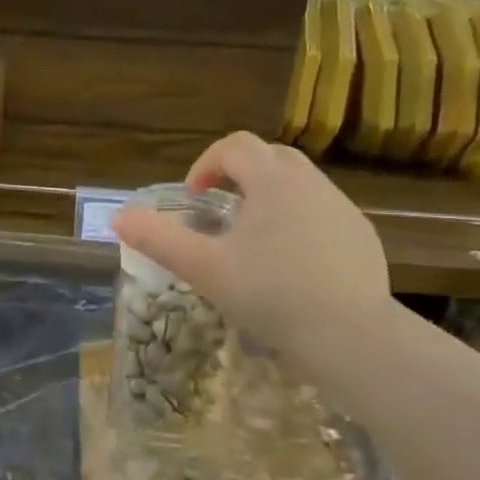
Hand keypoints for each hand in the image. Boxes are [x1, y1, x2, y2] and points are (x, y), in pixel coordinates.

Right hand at [108, 131, 391, 361]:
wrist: (347, 334)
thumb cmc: (269, 294)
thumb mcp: (203, 267)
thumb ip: (157, 239)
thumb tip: (118, 217)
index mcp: (272, 182)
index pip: (235, 146)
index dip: (206, 163)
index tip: (192, 197)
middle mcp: (311, 183)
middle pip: (270, 157)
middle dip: (238, 175)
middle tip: (218, 211)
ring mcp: (342, 209)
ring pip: (299, 185)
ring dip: (269, 198)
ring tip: (251, 241)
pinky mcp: (361, 237)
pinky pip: (322, 214)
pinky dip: (298, 223)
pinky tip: (289, 265)